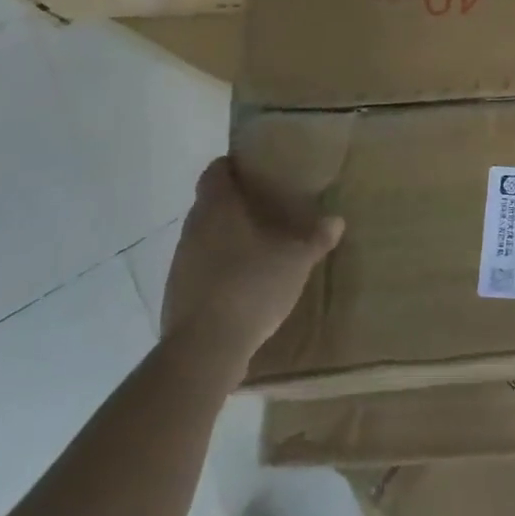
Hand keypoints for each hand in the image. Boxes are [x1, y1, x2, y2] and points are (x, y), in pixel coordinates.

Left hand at [160, 157, 344, 387]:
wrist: (205, 349)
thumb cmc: (251, 286)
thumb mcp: (296, 260)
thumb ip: (316, 238)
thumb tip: (336, 220)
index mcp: (217, 208)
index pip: (215, 172)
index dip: (233, 166)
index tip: (256, 169)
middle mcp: (193, 229)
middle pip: (211, 204)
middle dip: (236, 204)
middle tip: (269, 207)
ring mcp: (180, 263)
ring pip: (205, 236)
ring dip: (227, 237)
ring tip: (260, 245)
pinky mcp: (178, 294)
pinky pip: (201, 268)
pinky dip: (220, 267)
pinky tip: (245, 283)